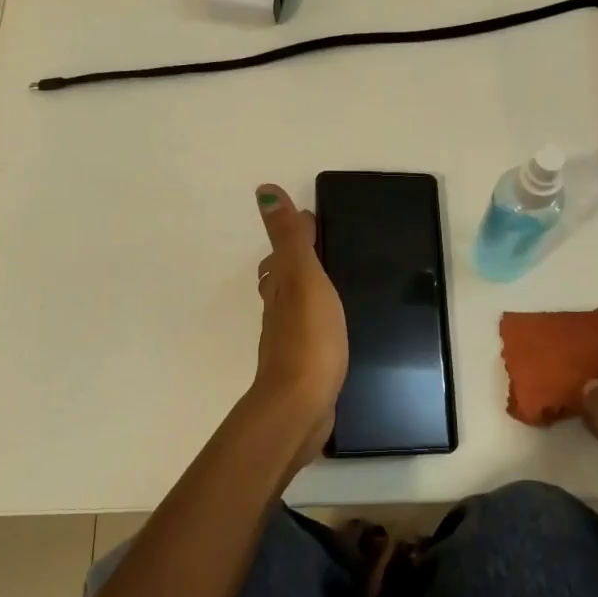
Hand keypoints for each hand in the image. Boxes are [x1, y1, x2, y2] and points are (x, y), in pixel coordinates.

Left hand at [246, 184, 346, 470]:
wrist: (300, 406)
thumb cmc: (308, 336)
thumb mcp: (302, 277)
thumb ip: (289, 237)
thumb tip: (264, 190)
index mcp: (280, 285)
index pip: (283, 251)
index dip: (297, 232)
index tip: (314, 217)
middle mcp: (278, 310)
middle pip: (282, 278)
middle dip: (297, 260)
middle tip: (325, 247)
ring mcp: (289, 340)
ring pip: (293, 305)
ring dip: (305, 290)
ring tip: (333, 283)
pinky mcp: (304, 366)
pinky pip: (309, 332)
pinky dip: (316, 320)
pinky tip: (333, 327)